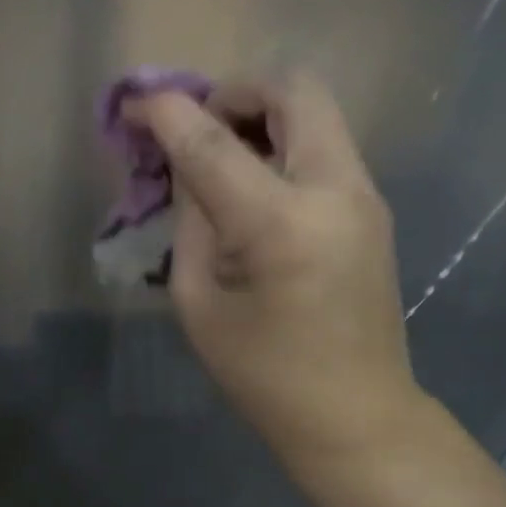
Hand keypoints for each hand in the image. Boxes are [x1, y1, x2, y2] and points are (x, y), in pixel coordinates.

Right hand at [127, 75, 434, 506]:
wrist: (357, 416)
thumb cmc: (265, 375)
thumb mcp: (200, 301)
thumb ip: (191, 221)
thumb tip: (187, 168)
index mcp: (280, 224)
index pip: (211, 141)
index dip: (165, 112)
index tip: (134, 105)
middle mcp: (334, 190)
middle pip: (292, 89)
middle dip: (233, 91)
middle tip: (197, 128)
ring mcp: (363, 194)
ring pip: (315, 109)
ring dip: (262, 113)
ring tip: (221, 154)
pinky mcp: (371, 206)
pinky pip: (324, 143)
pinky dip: (283, 140)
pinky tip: (254, 184)